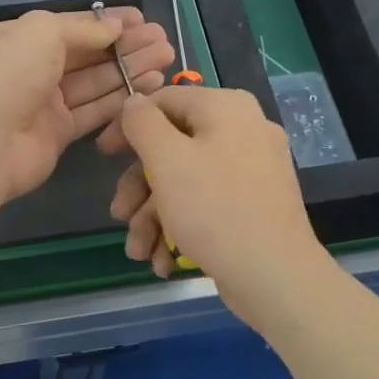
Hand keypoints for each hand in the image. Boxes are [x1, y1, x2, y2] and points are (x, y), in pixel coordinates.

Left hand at [0, 8, 173, 203]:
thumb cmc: (8, 75)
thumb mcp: (42, 33)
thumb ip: (83, 28)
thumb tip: (115, 28)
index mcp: (21, 38)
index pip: (71, 26)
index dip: (107, 22)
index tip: (143, 21)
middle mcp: (33, 68)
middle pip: (88, 54)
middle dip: (126, 46)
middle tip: (163, 41)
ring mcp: (46, 103)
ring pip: (96, 82)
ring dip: (130, 70)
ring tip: (166, 60)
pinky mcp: (58, 134)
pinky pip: (94, 111)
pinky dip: (121, 99)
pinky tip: (149, 87)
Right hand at [109, 86, 329, 323]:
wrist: (275, 276)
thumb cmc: (215, 209)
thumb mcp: (167, 160)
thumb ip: (143, 123)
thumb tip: (134, 102)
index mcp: (226, 108)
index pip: (164, 101)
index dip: (128, 126)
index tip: (103, 154)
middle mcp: (243, 130)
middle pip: (173, 147)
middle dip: (140, 187)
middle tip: (119, 215)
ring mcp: (252, 169)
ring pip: (186, 181)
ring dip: (154, 216)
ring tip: (138, 252)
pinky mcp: (254, 204)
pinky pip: (208, 202)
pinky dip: (181, 228)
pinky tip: (163, 262)